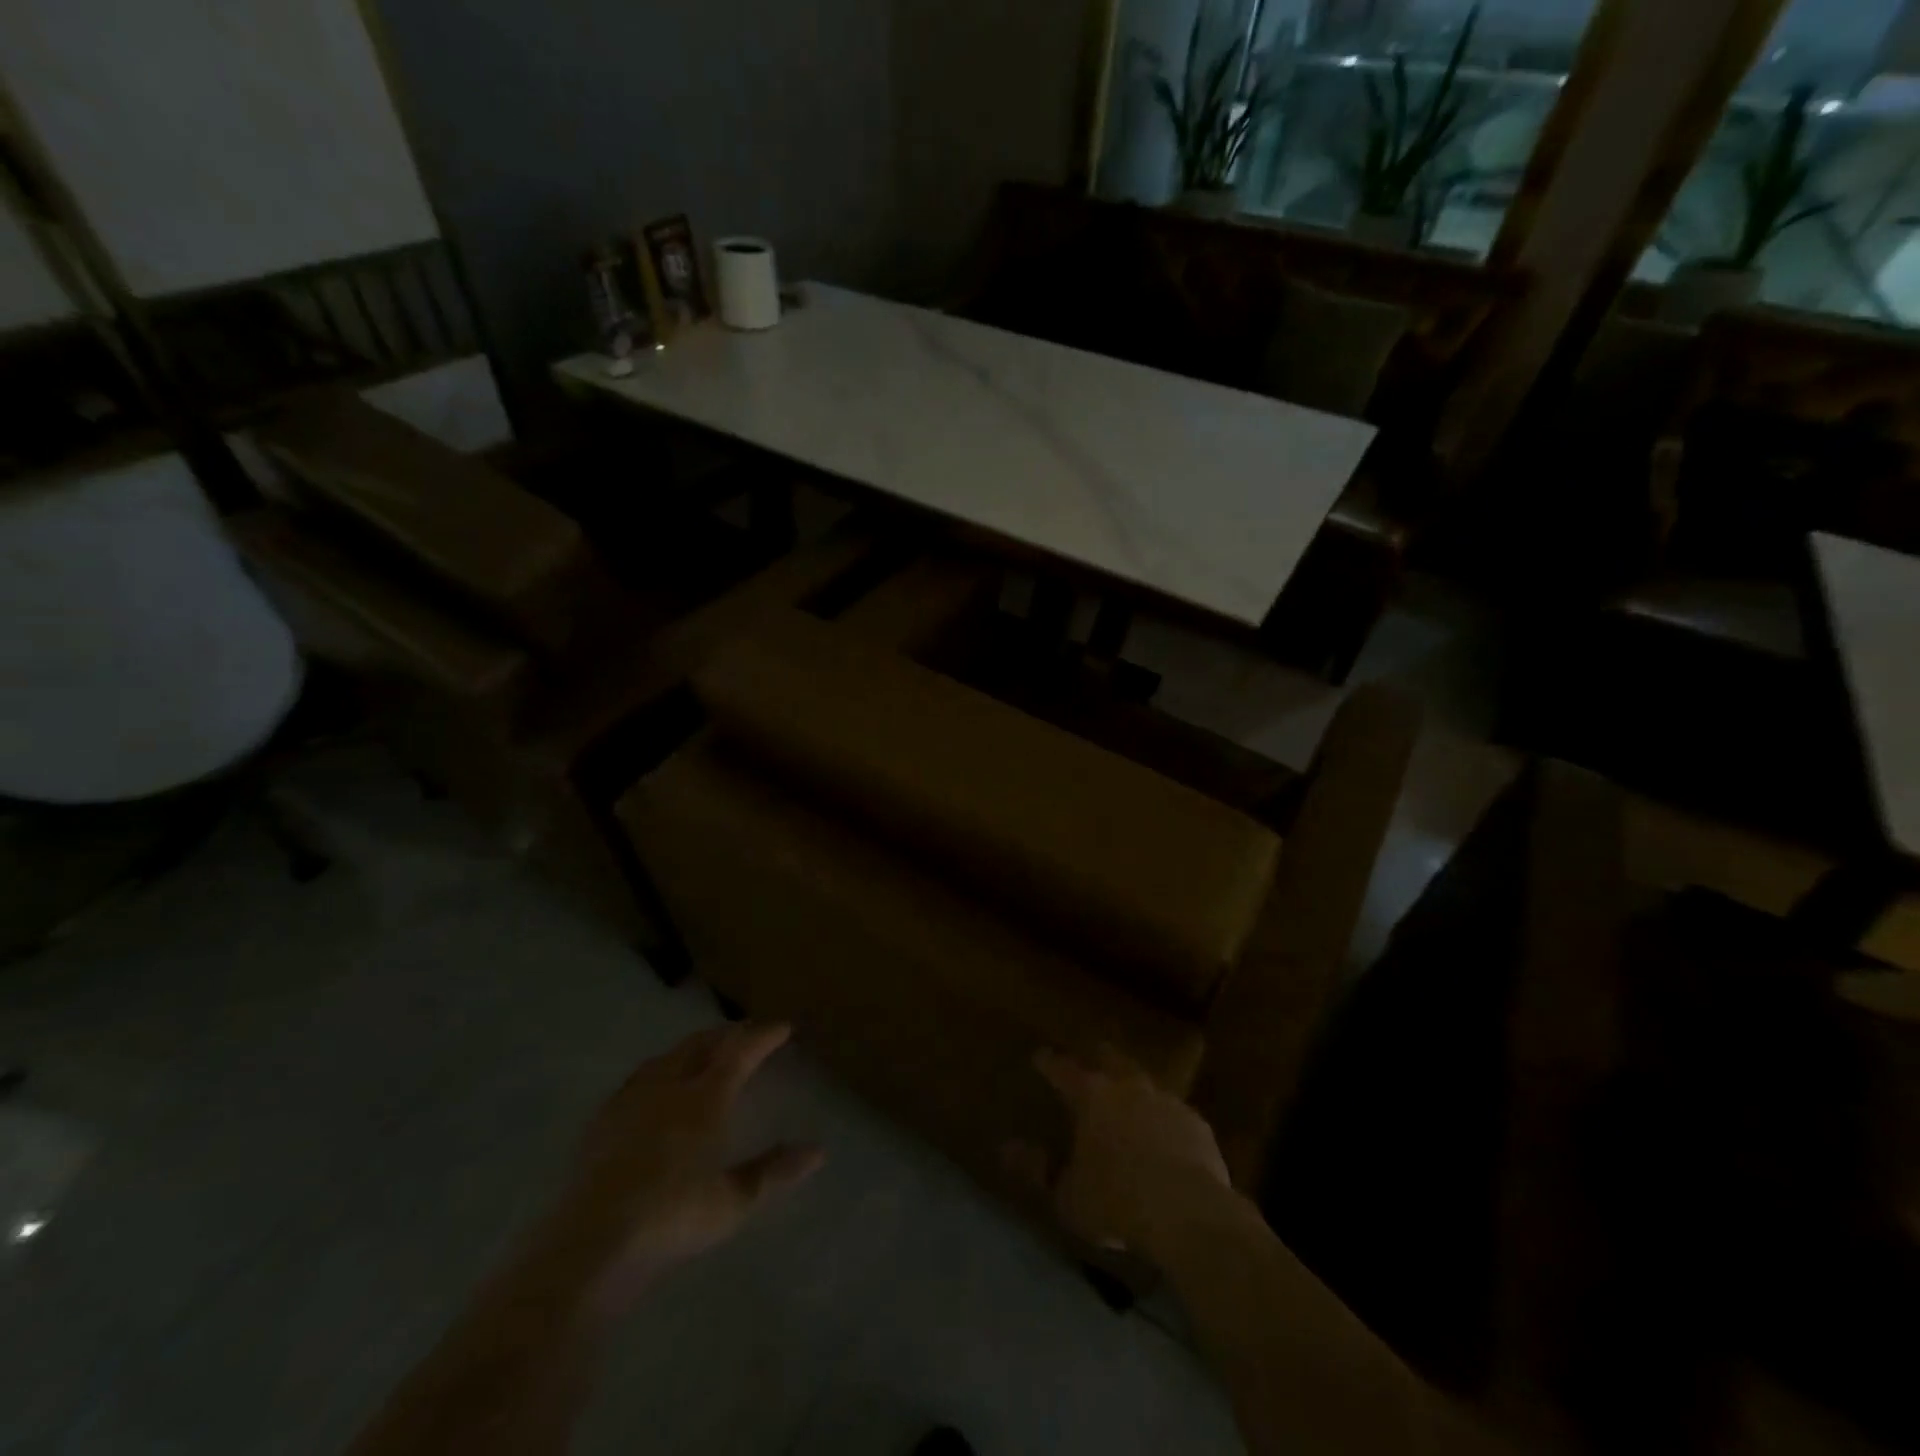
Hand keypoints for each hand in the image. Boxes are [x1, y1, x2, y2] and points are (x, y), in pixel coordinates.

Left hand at [546, 1023, 823, 1320]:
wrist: (590, 1245)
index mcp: (704, 1099)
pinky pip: (638, 1077)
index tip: (783, 1027)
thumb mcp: (733, 1202)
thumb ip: (774, 1171)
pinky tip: (654, 1083)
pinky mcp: (602, 1121)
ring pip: (667, 1056)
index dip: (763, 1036)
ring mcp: (631, 1101)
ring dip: (692, 1046)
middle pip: (701, 1045)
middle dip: (727, 1034)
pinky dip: (659, 1067)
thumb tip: (818, 1151)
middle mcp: (669, 1087)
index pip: (739, 1053)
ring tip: (704, 1048)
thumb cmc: (671, 1219)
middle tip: (746, 1032)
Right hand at [1009, 1045, 1232, 1259]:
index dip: (1048, 1063)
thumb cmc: (1116, 1201)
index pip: (1062, 1070)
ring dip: (1134, 1088)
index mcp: (1091, 1096)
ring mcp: (1166, 1101)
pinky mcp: (1196, 1123)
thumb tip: (1007, 1149)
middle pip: (1109, 1059)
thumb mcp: (1067, 1195)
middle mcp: (1128, 1087)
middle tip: (1090, 1060)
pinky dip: (1164, 1120)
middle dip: (1097, 1058)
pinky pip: (1174, 1113)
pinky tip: (1165, 1136)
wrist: (1188, 1212)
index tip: (1039, 1056)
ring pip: (1145, 1082)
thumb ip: (1037, 1170)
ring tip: (1128, 1098)